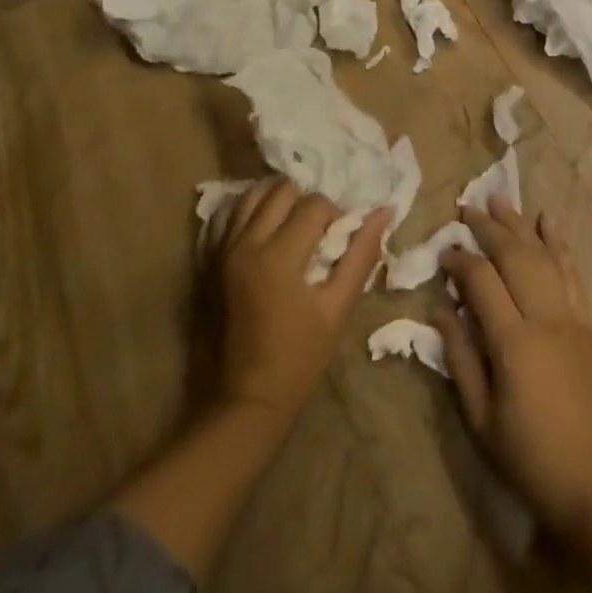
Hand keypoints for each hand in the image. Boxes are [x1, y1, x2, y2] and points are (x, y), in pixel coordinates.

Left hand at [212, 179, 387, 424]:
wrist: (244, 401)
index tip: (341, 238)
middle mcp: (246, 243)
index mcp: (279, 256)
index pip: (314, 205)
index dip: (335, 214)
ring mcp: (221, 251)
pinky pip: (227, 217)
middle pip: (282, 191)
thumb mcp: (337, 309)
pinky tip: (263, 229)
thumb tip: (383, 212)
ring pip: (252, 197)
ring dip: (277, 201)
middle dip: (306, 202)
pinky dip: (247, 213)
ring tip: (291, 225)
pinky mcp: (208, 262)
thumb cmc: (298, 359)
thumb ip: (361, 256)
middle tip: (317, 230)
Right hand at [435, 197, 591, 539]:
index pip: (482, 281)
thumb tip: (441, 312)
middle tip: (466, 207)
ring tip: (500, 198)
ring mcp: (571, 317)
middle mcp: (545, 317)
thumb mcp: (482, 421)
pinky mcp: (588, 324)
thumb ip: (461, 360)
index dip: (460, 260)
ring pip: (543, 255)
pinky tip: (548, 222)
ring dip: (520, 224)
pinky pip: (572, 273)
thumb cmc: (532, 459)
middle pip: (514, 256)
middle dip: (488, 227)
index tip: (443, 250)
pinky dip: (559, 244)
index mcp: (514, 342)